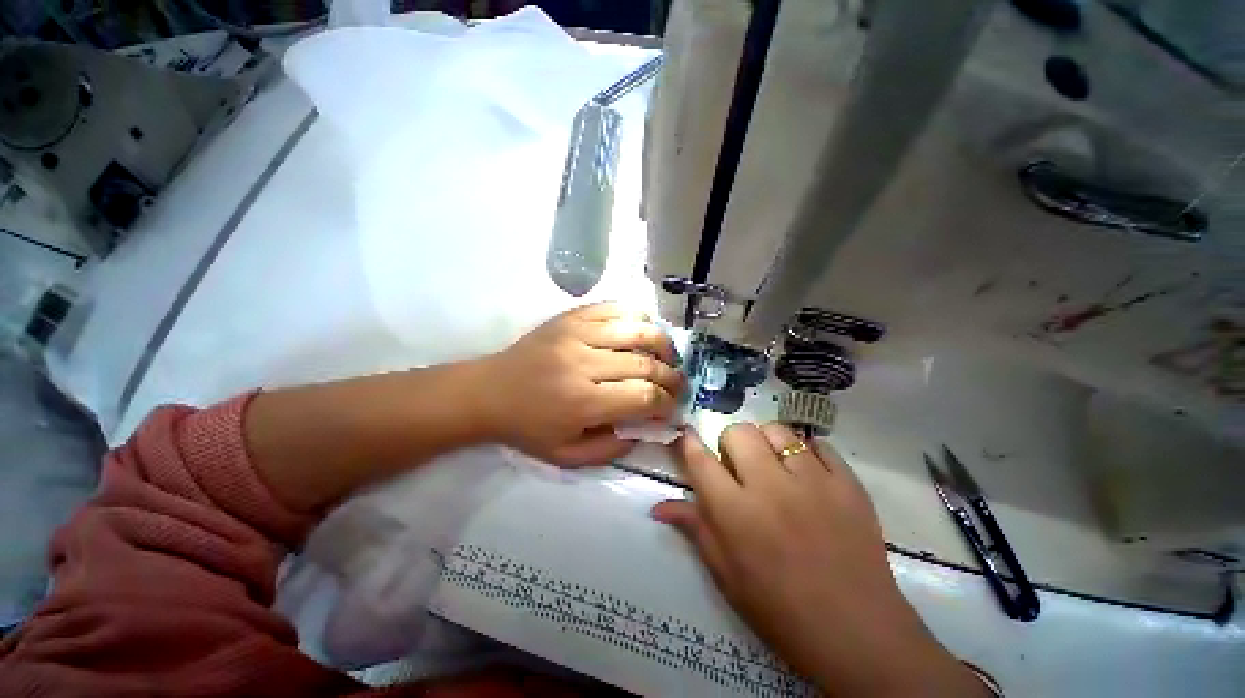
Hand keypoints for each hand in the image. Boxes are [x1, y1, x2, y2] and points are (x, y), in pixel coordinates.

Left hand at [480, 303, 683, 465]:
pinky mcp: (571, 317)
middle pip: (647, 363)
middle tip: (678, 385)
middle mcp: (584, 363)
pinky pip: (615, 308)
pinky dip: (638, 317)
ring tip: (668, 356)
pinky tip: (643, 331)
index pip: (644, 396)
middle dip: (672, 377)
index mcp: (583, 401)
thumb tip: (646, 428)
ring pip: (638, 329)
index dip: (666, 403)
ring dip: (663, 344)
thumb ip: (611, 449)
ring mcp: (578, 333)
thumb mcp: (566, 456)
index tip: (671, 408)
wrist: (489, 391)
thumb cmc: (527, 427)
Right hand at [652, 424, 987, 696]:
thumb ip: (695, 528)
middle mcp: (770, 486)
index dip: (688, 443)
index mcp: (735, 512)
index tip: (687, 437)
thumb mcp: (726, 574)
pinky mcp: (848, 483)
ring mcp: (813, 481)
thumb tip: (658, 506)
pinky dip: (807, 452)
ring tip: (773, 466)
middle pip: (738, 432)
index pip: (700, 460)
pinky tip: (807, 473)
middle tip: (738, 467)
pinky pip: (819, 445)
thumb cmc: (779, 609)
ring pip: (777, 431)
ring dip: (766, 442)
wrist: (856, 632)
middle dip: (730, 443)